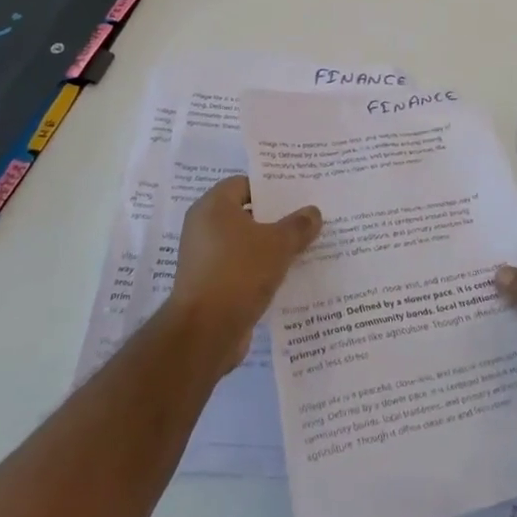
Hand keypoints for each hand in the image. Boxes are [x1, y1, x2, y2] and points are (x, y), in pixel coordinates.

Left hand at [166, 176, 321, 372]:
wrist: (206, 332)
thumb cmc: (239, 272)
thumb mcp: (278, 244)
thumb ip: (298, 225)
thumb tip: (313, 211)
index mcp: (213, 206)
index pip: (244, 184)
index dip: (271, 188)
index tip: (298, 194)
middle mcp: (203, 227)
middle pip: (246, 214)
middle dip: (275, 218)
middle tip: (307, 219)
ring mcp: (204, 258)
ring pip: (244, 244)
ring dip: (270, 247)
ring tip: (304, 247)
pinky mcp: (209, 285)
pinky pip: (240, 268)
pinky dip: (260, 270)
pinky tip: (287, 275)